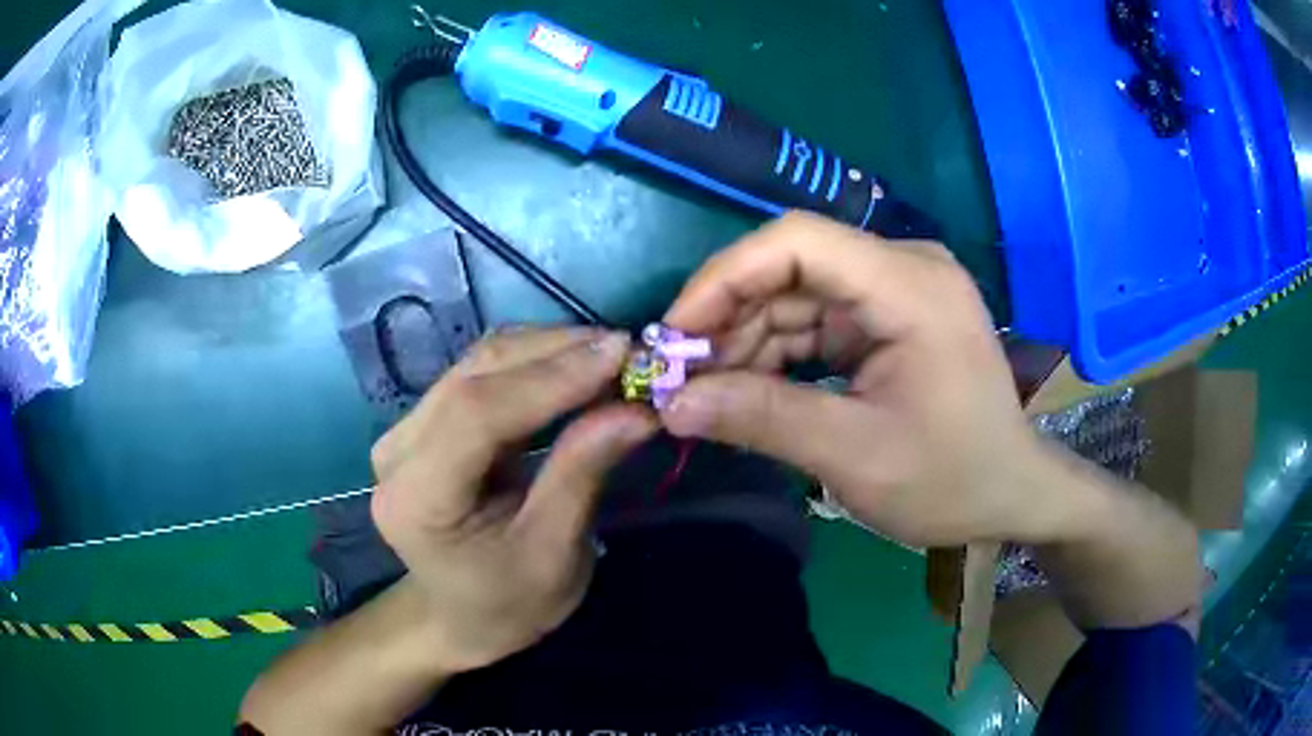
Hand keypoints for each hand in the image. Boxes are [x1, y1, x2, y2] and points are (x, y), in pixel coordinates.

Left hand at [370, 328, 657, 670]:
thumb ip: (583, 474)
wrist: (462, 616)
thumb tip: (636, 409)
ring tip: (612, 357)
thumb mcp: (554, 554)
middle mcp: (397, 451)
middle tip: (630, 352)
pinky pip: (482, 373)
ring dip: (550, 350)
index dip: (550, 378)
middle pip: (474, 376)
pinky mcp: (425, 420)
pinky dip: (536, 363)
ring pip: (479, 363)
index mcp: (415, 499)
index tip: (621, 354)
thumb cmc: (509, 604)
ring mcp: (406, 429)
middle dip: (557, 353)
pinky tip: (578, 366)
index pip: (475, 414)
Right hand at [659, 212, 1052, 546]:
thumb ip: (762, 420)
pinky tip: (749, 388)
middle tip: (680, 376)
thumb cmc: (952, 480)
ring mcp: (898, 290)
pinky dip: (778, 352)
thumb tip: (671, 404)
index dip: (725, 277)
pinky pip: (817, 319)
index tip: (675, 335)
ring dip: (748, 340)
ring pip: (797, 295)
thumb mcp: (855, 456)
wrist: (1011, 493)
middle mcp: (904, 268)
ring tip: (707, 391)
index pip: (798, 241)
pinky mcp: (890, 316)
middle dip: (730, 318)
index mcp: (911, 286)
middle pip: (792, 267)